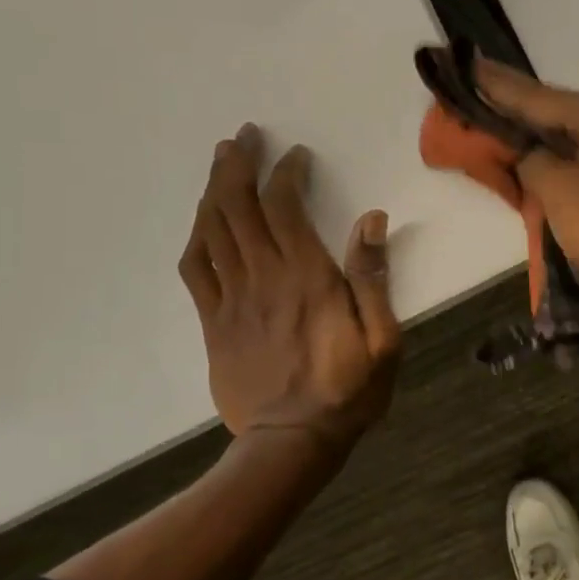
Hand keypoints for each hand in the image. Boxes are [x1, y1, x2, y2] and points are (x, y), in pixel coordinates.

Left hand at [179, 125, 400, 450]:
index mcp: (306, 278)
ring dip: (215, 190)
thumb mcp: (383, 339)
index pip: (285, 207)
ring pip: (213, 231)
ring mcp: (232, 300)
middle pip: (239, 207)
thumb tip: (371, 220)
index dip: (286, 173)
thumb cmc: (348, 391)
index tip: (296, 155)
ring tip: (221, 160)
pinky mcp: (214, 322)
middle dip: (238, 165)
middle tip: (243, 136)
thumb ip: (373, 278)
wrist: (291, 443)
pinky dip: (197, 236)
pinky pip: (195, 270)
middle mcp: (263, 278)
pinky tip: (203, 219)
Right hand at [472, 62, 578, 328]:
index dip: (497, 85)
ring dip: (546, 146)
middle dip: (521, 118)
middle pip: (563, 115)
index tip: (467, 65)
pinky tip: (549, 172)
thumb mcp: (560, 193)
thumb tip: (531, 156)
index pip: (540, 95)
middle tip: (479, 109)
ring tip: (506, 139)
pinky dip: (571, 169)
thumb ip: (532, 162)